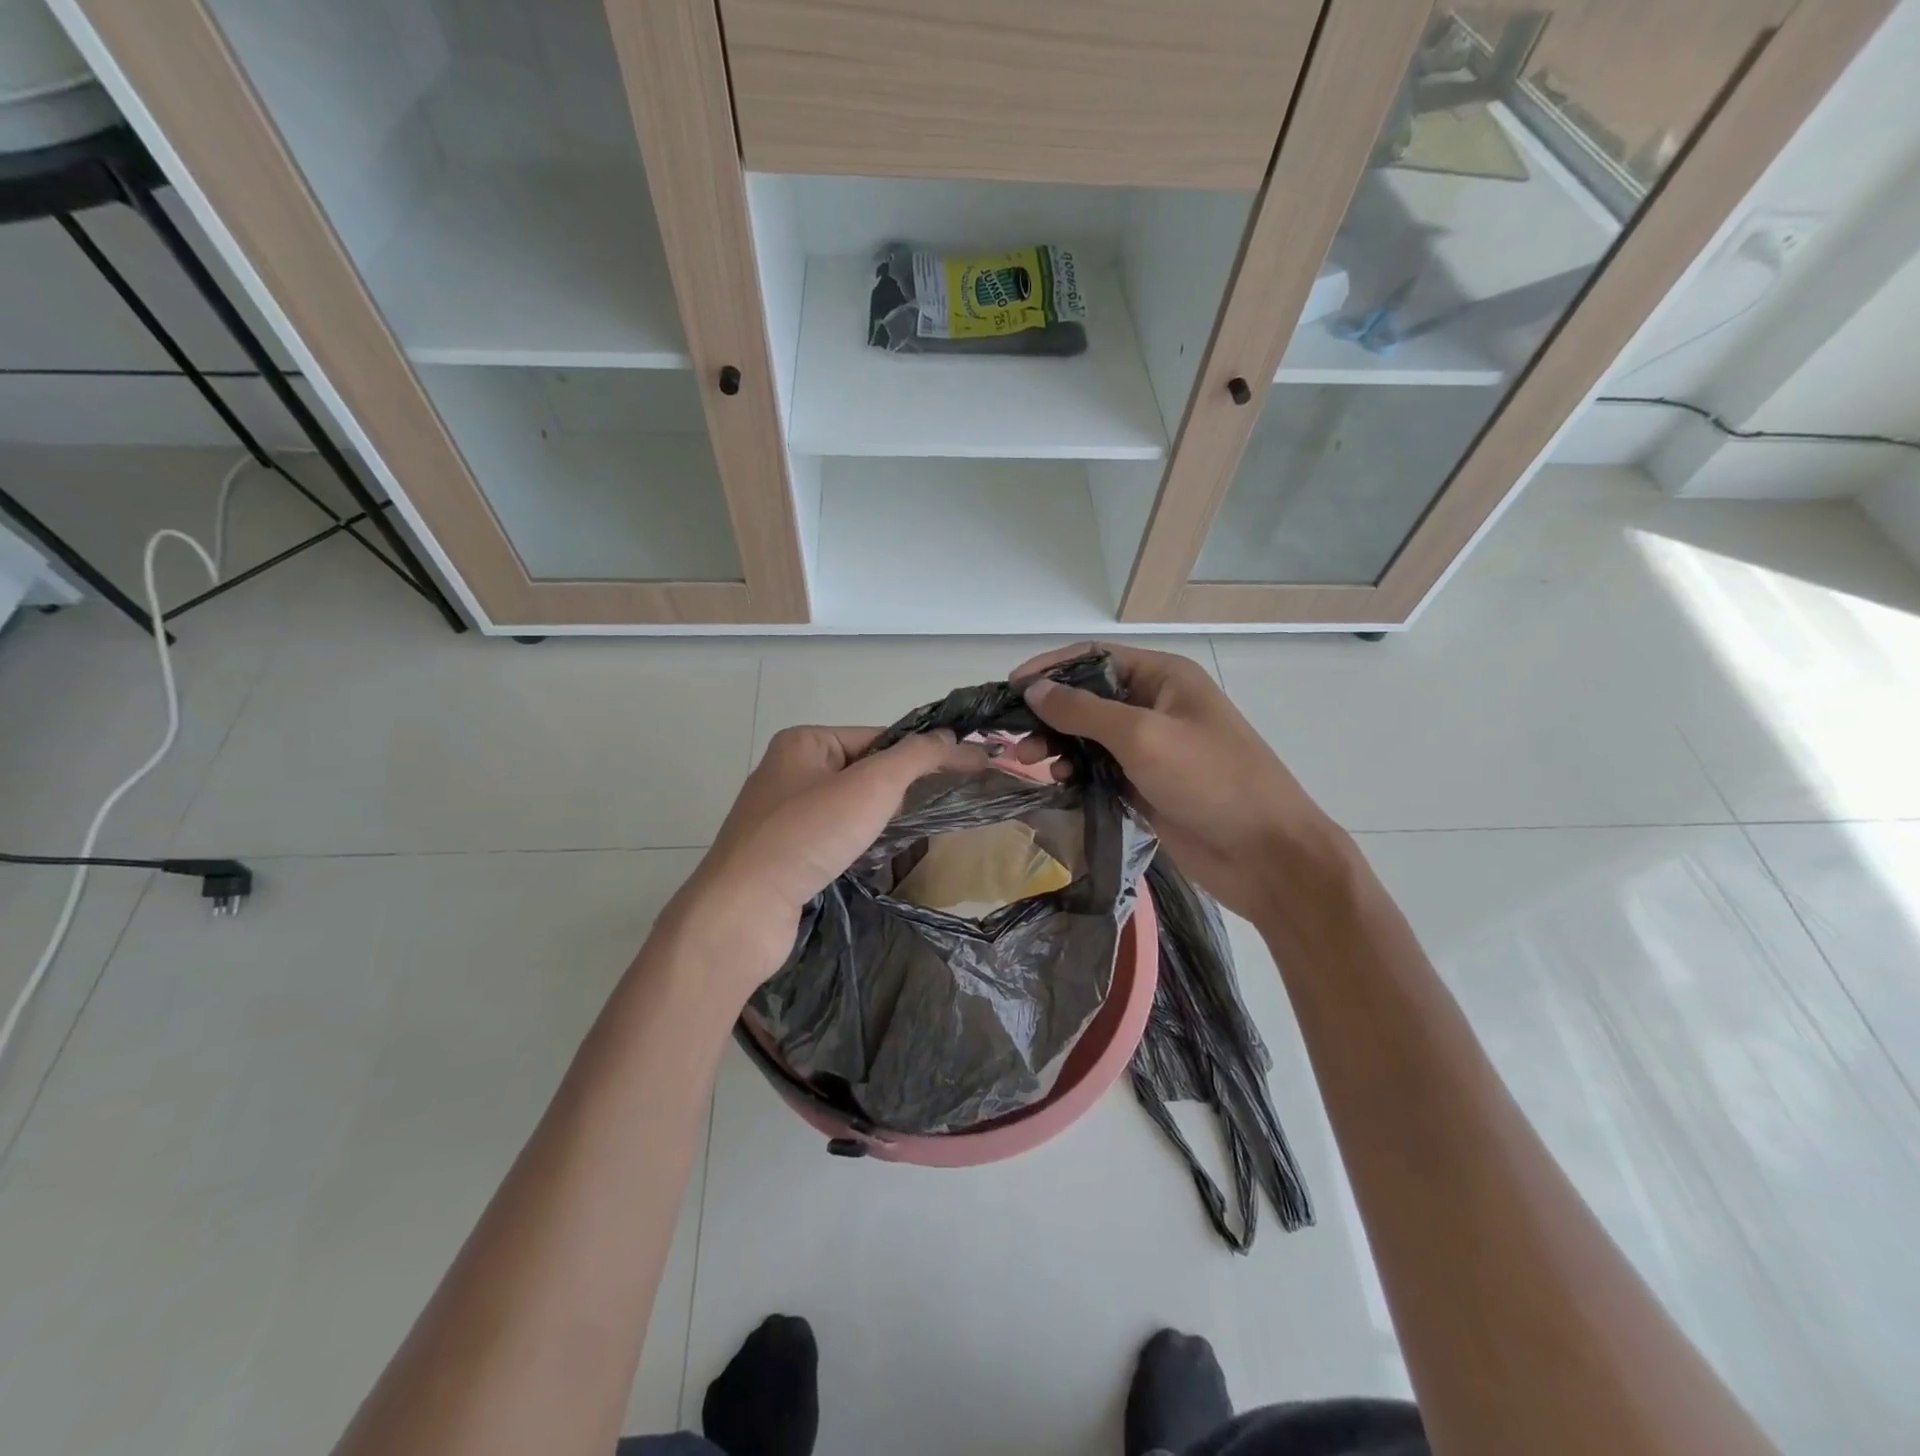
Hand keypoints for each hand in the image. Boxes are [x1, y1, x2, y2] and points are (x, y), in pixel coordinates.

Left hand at [668, 725, 985, 994]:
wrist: (744, 909)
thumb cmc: (808, 834)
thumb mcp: (872, 785)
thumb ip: (916, 757)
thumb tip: (951, 737)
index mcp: (805, 742)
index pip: (879, 735)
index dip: (921, 751)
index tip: (963, 769)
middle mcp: (789, 770)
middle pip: (864, 769)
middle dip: (902, 786)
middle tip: (942, 802)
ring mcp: (782, 814)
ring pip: (849, 805)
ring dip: (881, 816)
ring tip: (914, 830)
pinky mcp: (781, 853)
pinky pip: (833, 835)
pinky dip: (858, 841)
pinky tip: (876, 855)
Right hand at [1010, 643, 1351, 922]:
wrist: (1266, 854)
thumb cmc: (1210, 780)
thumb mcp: (1143, 736)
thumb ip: (1083, 711)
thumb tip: (1033, 689)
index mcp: (1163, 678)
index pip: (1095, 658)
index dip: (1051, 668)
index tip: (1011, 689)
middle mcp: (1155, 706)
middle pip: (1089, 698)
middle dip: (1051, 713)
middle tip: (1017, 740)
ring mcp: (1152, 748)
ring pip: (1091, 737)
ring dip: (1060, 745)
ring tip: (1035, 764)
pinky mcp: (1146, 785)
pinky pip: (1101, 769)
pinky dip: (1077, 772)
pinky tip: (1060, 783)